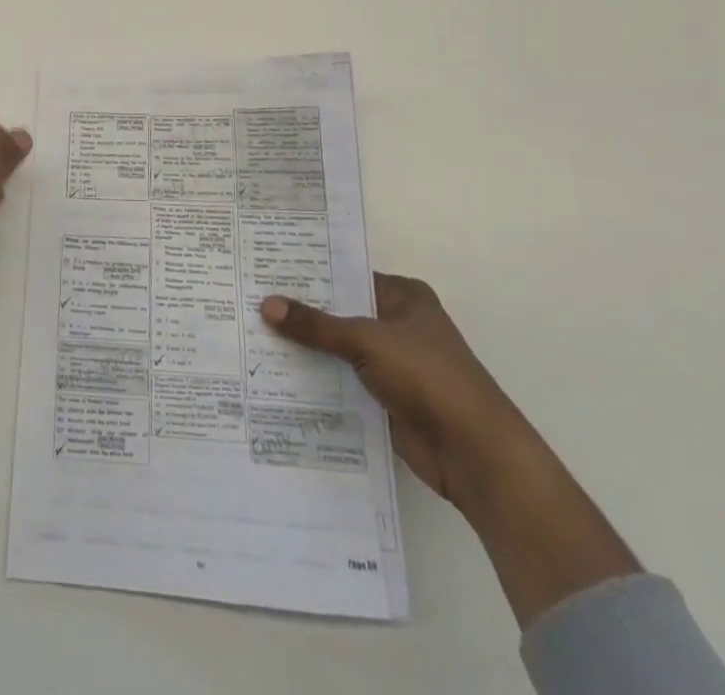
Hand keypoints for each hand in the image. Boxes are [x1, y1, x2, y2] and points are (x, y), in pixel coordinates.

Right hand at [264, 274, 642, 626]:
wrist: (476, 455)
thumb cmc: (428, 378)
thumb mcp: (367, 341)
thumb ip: (316, 325)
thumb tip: (266, 305)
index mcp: (403, 296)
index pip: (346, 275)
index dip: (308, 274)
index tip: (264, 269)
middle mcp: (398, 323)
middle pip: (340, 312)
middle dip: (301, 312)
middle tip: (248, 300)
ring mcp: (392, 363)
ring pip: (338, 348)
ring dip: (307, 348)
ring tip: (252, 334)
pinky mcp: (385, 398)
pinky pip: (343, 380)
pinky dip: (317, 379)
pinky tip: (277, 375)